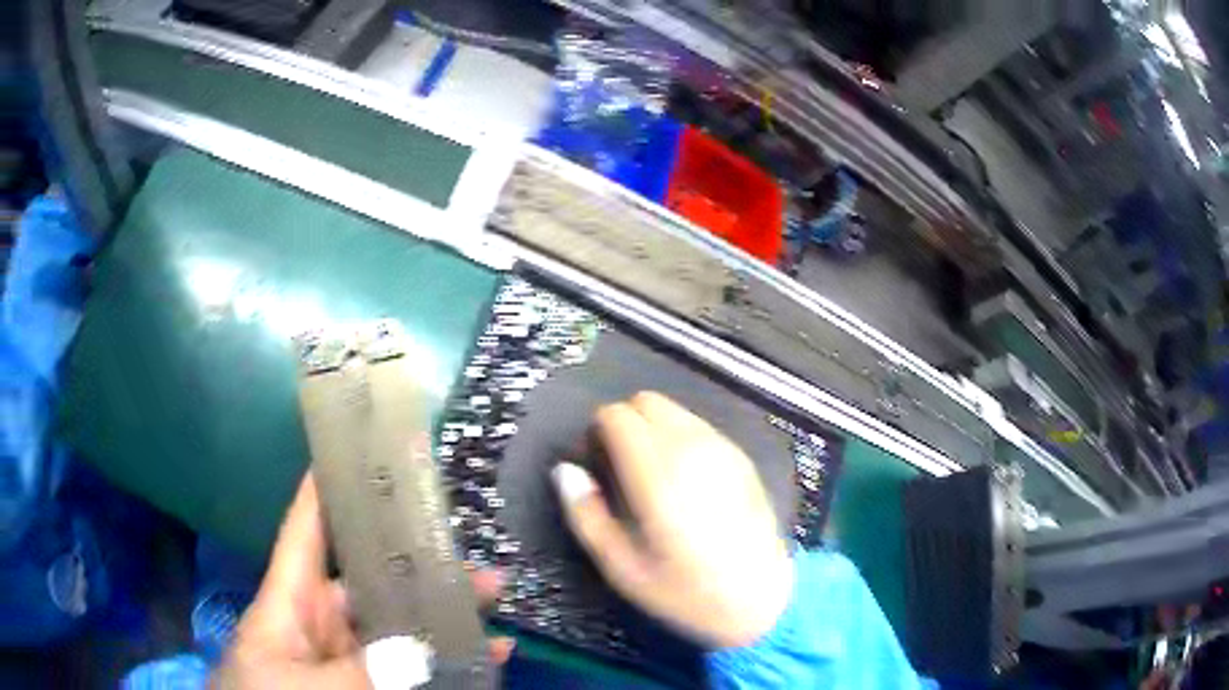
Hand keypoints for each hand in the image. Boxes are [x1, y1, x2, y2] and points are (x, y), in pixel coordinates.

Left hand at [212, 474, 513, 688]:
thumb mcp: (299, 683)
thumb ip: (357, 670)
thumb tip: (419, 652)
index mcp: (291, 601)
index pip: (306, 531)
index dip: (325, 487)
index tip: (356, 446)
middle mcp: (324, 623)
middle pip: (371, 579)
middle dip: (416, 558)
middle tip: (465, 543)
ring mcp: (351, 657)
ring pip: (401, 625)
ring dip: (446, 612)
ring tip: (493, 591)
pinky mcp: (372, 683)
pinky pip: (416, 668)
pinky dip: (453, 662)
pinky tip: (491, 652)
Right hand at [553, 392, 792, 648]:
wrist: (760, 599)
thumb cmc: (686, 591)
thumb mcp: (622, 569)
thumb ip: (587, 516)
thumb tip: (566, 471)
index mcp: (658, 476)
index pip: (618, 416)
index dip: (598, 431)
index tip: (597, 459)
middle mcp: (691, 450)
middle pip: (647, 401)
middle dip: (626, 422)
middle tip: (621, 464)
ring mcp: (722, 450)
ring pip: (675, 410)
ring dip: (654, 428)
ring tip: (652, 473)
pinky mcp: (741, 457)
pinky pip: (700, 426)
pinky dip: (680, 437)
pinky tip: (684, 478)